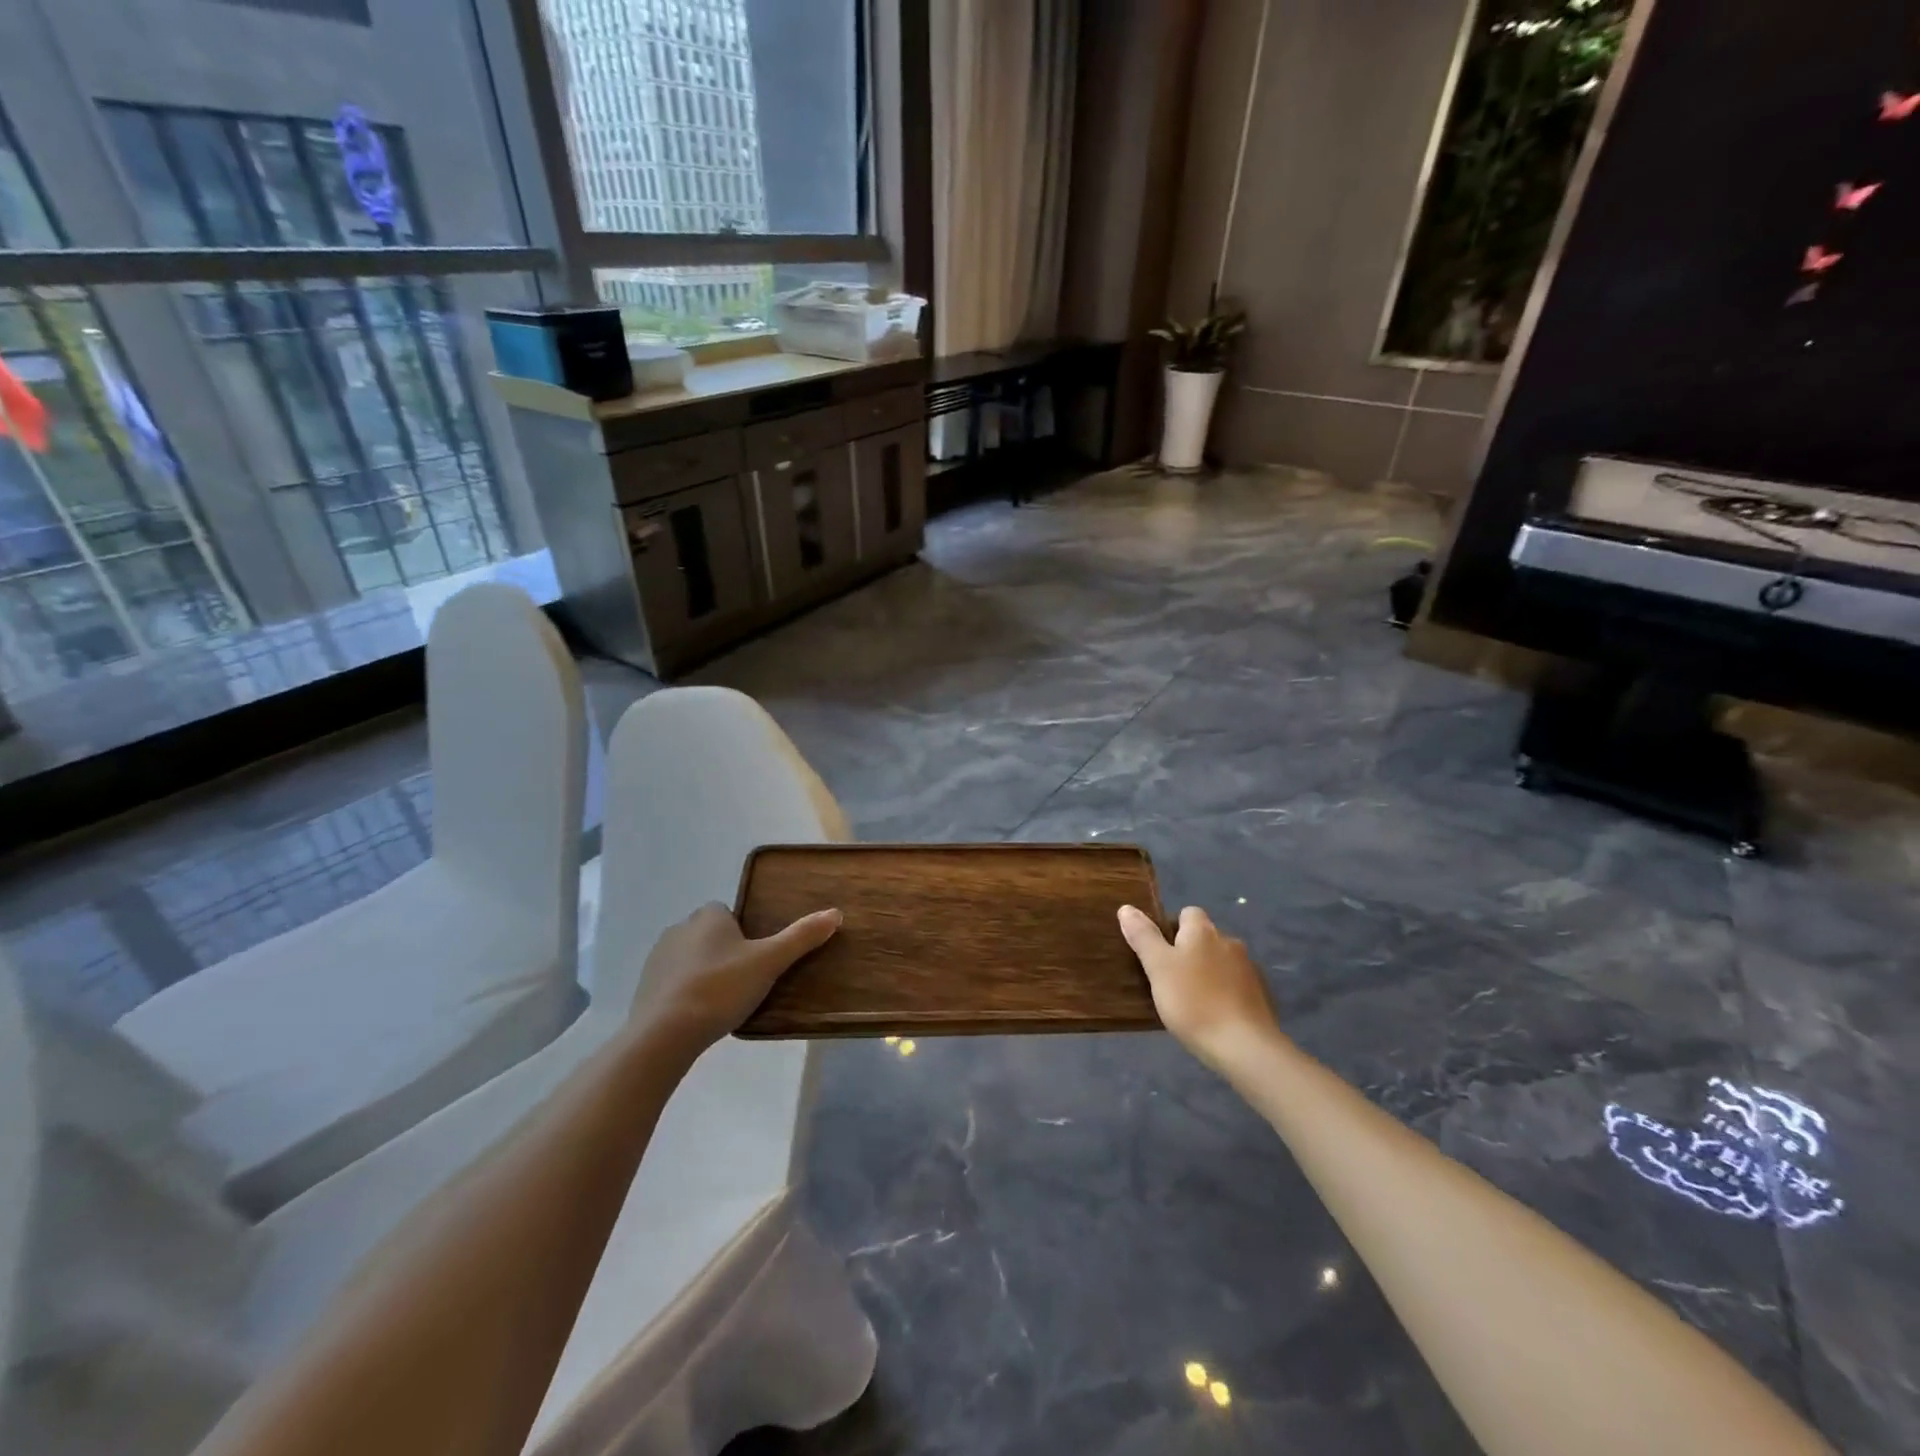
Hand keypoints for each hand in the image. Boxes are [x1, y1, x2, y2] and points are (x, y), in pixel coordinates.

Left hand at [628, 902, 840, 1054]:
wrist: (664, 1034)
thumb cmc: (720, 988)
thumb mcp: (769, 962)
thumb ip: (801, 937)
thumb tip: (836, 913)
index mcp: (708, 916)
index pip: (728, 912)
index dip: (744, 932)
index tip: (757, 957)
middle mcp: (679, 929)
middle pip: (710, 935)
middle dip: (725, 952)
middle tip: (746, 981)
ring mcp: (658, 959)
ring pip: (691, 959)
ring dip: (705, 973)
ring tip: (724, 1002)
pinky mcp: (645, 988)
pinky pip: (674, 983)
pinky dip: (686, 994)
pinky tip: (700, 1016)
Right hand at [1118, 904, 1281, 1069]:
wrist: (1244, 1046)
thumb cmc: (1193, 1002)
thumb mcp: (1158, 968)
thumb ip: (1143, 936)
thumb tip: (1126, 908)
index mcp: (1203, 931)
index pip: (1187, 913)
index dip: (1171, 928)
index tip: (1159, 954)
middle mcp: (1229, 941)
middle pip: (1204, 938)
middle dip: (1189, 952)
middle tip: (1169, 980)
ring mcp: (1249, 969)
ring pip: (1220, 962)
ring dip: (1207, 973)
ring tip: (1191, 1001)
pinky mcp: (1260, 995)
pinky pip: (1235, 985)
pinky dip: (1224, 992)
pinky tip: (1214, 1015)